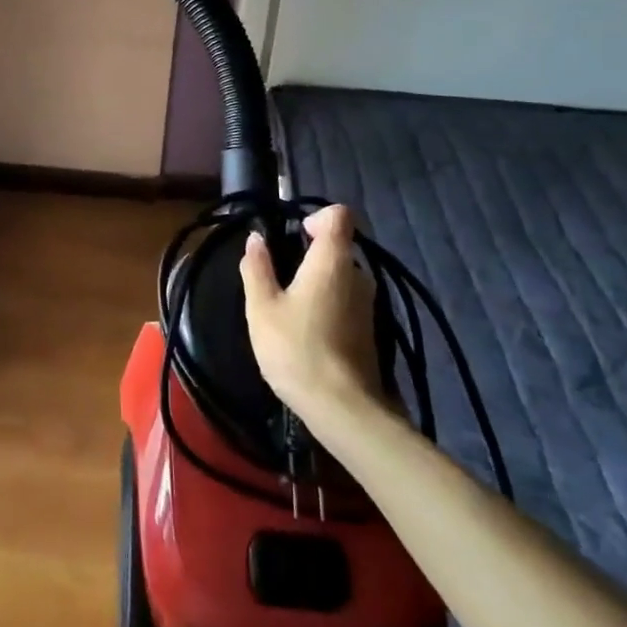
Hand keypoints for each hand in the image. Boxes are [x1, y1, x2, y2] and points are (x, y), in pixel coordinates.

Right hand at [240, 204, 384, 417]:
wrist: (344, 411)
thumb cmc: (297, 350)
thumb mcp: (261, 308)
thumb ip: (257, 268)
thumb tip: (256, 239)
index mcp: (332, 261)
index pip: (339, 215)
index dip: (315, 217)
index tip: (292, 236)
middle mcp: (358, 275)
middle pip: (338, 246)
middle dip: (308, 253)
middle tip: (278, 277)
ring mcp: (368, 304)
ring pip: (341, 275)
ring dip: (317, 281)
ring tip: (288, 306)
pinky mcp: (370, 329)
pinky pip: (346, 299)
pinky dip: (327, 303)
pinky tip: (305, 329)